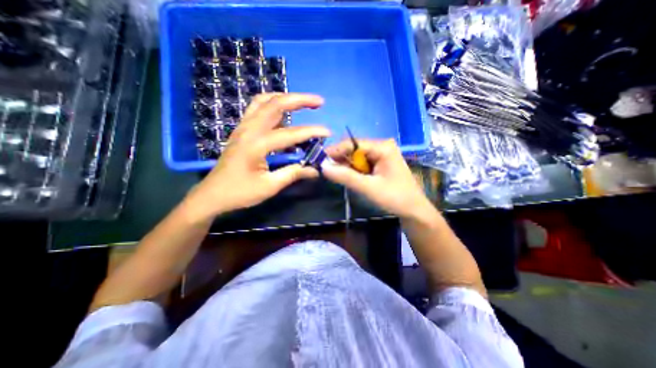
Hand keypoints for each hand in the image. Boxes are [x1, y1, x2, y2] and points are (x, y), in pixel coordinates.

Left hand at [185, 93, 327, 220]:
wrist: (212, 195)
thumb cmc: (240, 193)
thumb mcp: (269, 186)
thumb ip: (293, 174)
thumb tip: (315, 170)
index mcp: (256, 145)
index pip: (290, 134)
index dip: (311, 132)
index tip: (328, 132)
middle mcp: (248, 130)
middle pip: (275, 104)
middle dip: (299, 99)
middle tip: (319, 102)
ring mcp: (243, 127)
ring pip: (264, 101)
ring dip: (285, 98)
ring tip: (302, 102)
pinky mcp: (241, 130)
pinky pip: (257, 108)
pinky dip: (272, 104)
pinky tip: (283, 113)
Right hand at [322, 138, 433, 217]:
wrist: (413, 210)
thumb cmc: (394, 198)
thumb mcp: (368, 187)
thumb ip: (346, 177)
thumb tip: (323, 167)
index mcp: (382, 147)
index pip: (353, 143)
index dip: (336, 151)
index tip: (321, 159)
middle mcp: (382, 146)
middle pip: (354, 149)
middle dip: (341, 160)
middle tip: (328, 171)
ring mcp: (381, 154)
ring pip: (357, 156)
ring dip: (346, 166)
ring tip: (337, 176)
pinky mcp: (380, 163)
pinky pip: (362, 163)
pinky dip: (354, 170)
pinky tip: (349, 177)